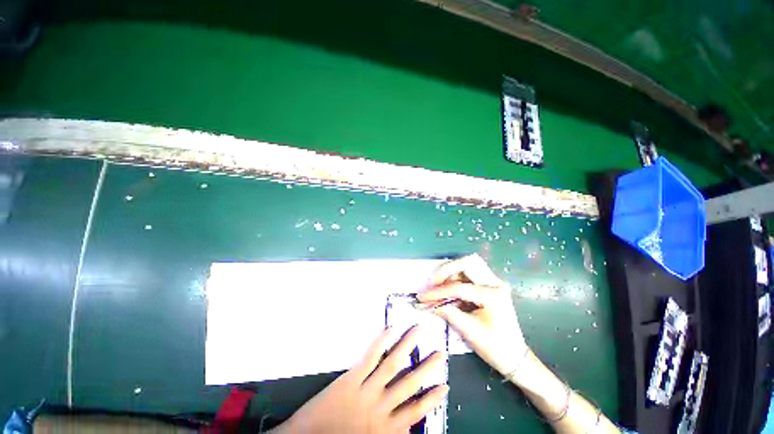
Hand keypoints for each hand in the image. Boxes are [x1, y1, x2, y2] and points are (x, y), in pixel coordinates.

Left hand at [274, 326, 448, 433]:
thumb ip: (390, 432)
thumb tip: (409, 425)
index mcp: (386, 429)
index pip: (416, 412)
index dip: (432, 399)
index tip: (445, 386)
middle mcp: (381, 408)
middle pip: (409, 384)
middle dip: (427, 368)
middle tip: (441, 353)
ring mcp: (367, 390)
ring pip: (393, 365)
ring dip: (407, 347)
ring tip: (418, 331)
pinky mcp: (351, 379)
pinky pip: (370, 357)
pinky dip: (381, 342)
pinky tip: (390, 330)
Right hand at [417, 254, 527, 375]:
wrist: (515, 357)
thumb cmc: (495, 348)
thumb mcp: (469, 331)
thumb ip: (447, 313)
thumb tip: (426, 304)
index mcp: (493, 295)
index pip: (459, 288)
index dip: (438, 292)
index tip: (422, 298)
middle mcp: (495, 283)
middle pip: (468, 263)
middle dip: (447, 269)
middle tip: (433, 282)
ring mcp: (493, 282)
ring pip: (468, 266)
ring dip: (451, 273)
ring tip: (439, 286)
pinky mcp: (489, 285)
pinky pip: (469, 274)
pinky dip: (456, 279)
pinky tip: (448, 290)